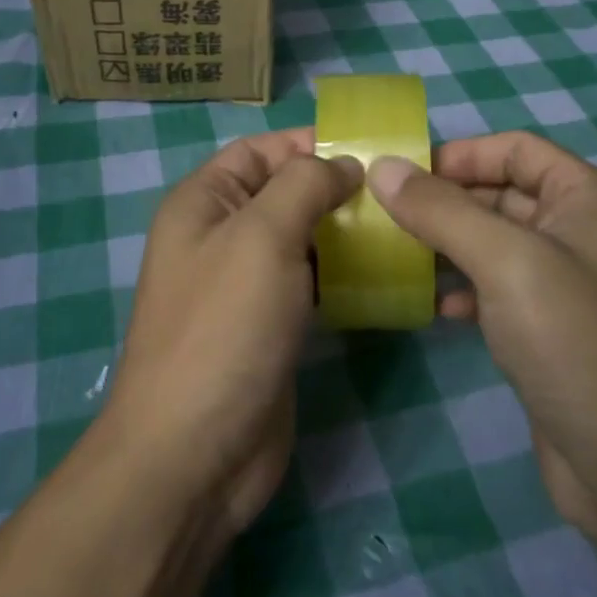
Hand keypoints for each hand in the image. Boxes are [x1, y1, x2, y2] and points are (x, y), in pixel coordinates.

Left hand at [104, 128, 360, 536]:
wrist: (195, 453)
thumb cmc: (224, 327)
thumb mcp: (262, 236)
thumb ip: (304, 185)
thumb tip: (344, 165)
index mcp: (203, 203)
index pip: (259, 151)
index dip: (308, 144)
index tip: (370, 150)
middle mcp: (220, 236)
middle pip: (283, 193)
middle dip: (335, 187)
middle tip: (398, 191)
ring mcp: (245, 285)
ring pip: (301, 239)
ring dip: (344, 231)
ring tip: (401, 227)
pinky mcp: (270, 326)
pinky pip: (310, 283)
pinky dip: (342, 274)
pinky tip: (383, 275)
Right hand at [367, 132, 596, 538]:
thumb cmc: (577, 344)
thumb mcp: (506, 263)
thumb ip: (441, 210)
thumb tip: (382, 166)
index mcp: (587, 198)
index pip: (516, 148)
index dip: (460, 154)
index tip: (402, 175)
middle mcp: (582, 232)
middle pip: (502, 193)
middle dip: (446, 201)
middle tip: (384, 215)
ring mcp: (568, 284)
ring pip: (495, 243)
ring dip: (448, 245)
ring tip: (397, 256)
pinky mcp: (552, 330)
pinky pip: (499, 289)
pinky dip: (465, 289)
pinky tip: (435, 309)